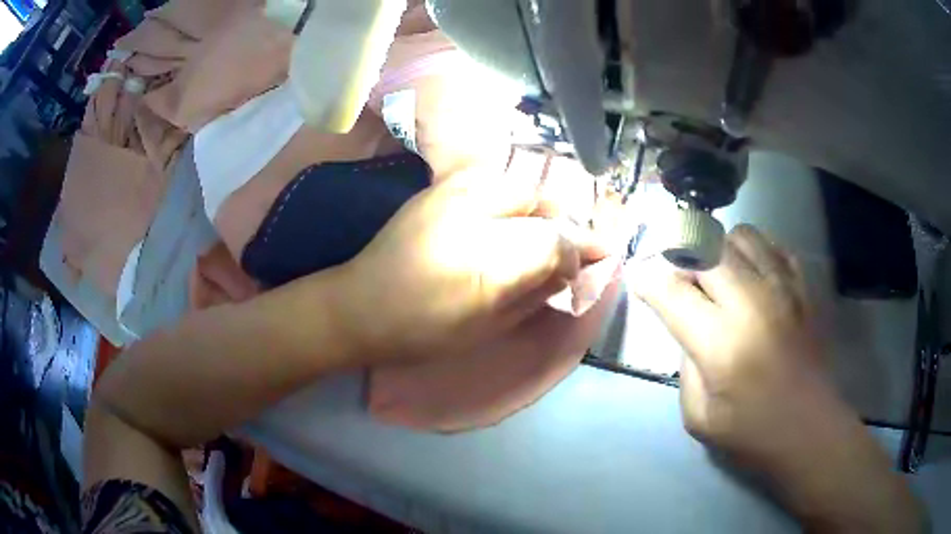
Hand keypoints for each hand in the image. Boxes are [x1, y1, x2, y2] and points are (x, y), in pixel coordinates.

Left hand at [334, 168, 607, 361]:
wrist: (359, 306)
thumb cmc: (423, 330)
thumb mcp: (488, 326)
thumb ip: (536, 293)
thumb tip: (571, 271)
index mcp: (486, 261)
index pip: (556, 240)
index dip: (581, 249)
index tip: (598, 258)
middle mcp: (473, 212)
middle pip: (542, 202)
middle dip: (562, 224)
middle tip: (567, 247)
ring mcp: (452, 192)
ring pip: (519, 186)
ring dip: (538, 208)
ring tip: (538, 233)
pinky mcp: (438, 187)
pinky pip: (492, 182)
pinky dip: (511, 200)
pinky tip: (505, 221)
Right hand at [632, 225, 924, 531]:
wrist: (809, 428)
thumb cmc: (751, 431)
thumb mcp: (698, 414)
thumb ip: (686, 363)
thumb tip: (687, 326)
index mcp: (721, 342)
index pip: (671, 290)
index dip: (648, 280)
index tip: (641, 280)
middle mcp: (752, 303)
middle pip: (706, 249)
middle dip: (683, 257)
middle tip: (681, 280)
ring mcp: (783, 289)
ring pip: (741, 236)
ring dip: (720, 250)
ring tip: (719, 275)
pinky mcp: (804, 288)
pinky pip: (775, 246)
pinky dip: (757, 251)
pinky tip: (753, 274)